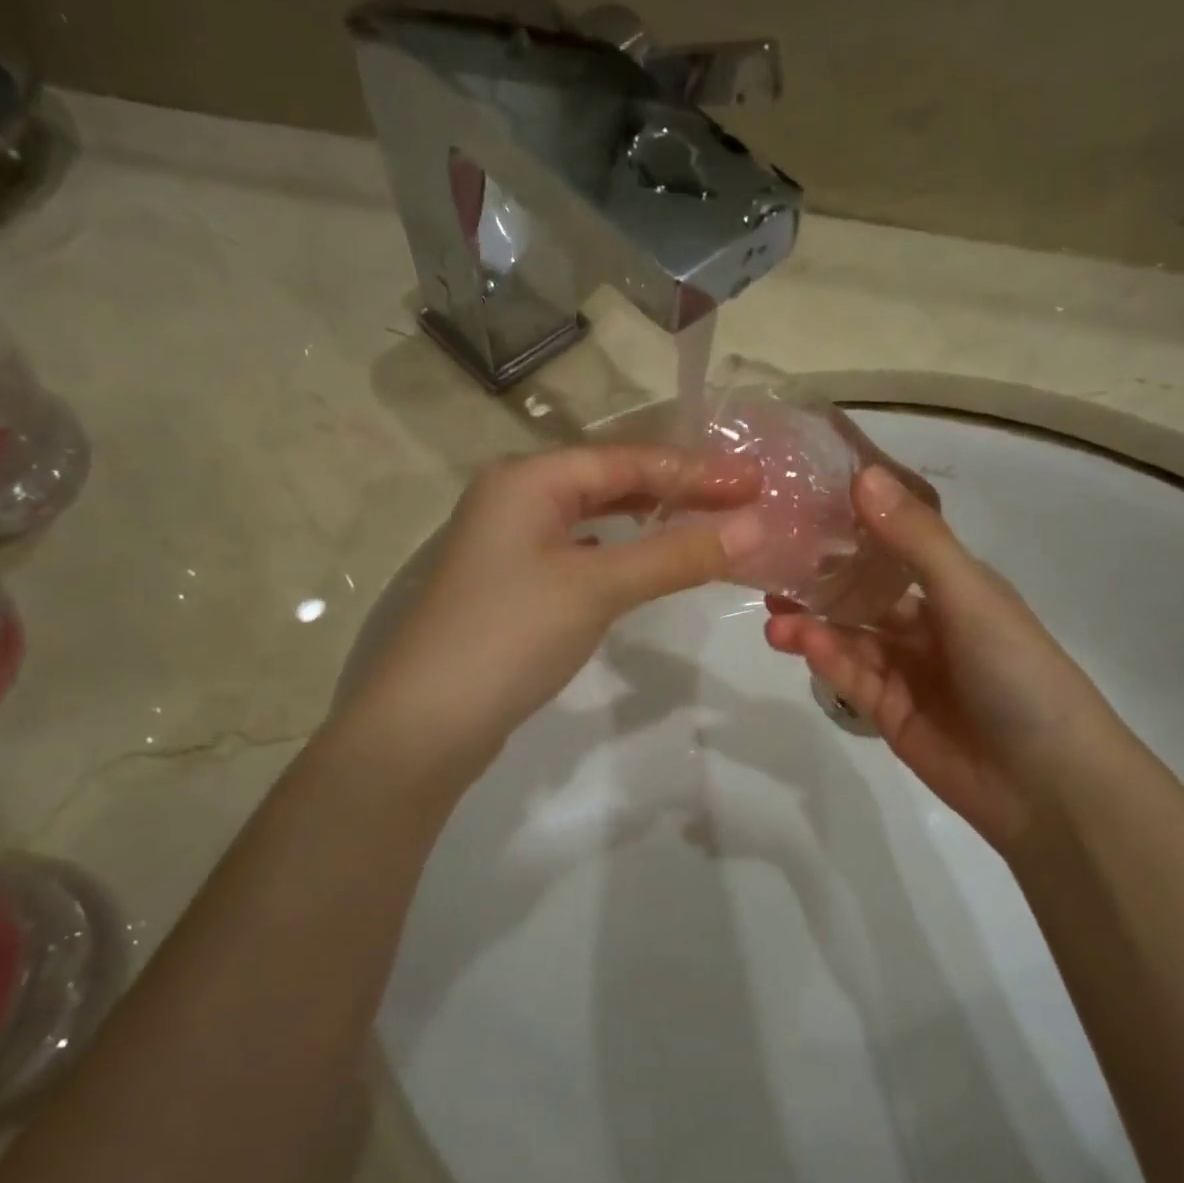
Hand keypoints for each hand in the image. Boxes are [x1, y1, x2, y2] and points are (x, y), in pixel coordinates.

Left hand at [338, 444, 762, 787]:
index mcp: (528, 479)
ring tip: (707, 524)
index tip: (756, 482)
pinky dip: (621, 554)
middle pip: (610, 483)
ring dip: (649, 522)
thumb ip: (676, 554)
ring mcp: (510, 544)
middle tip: (742, 502)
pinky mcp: (514, 585)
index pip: (626, 459)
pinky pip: (581, 554)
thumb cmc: (510, 635)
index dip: (695, 470)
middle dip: (676, 491)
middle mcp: (515, 499)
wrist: (426, 723)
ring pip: (595, 520)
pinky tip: (645, 561)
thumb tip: (758, 526)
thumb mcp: (597, 587)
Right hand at [765, 466, 1138, 851]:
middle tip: (770, 567)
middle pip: (863, 595)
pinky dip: (825, 657)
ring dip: (813, 623)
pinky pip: (850, 676)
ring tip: (772, 612)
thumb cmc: (1019, 672)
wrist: (1049, 784)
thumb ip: (914, 540)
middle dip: (820, 582)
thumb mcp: (969, 595)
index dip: (852, 529)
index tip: (802, 508)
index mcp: (955, 588)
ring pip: (849, 637)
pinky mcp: (888, 712)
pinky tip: (798, 641)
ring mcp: (907, 671)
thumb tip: (862, 475)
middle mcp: (928, 624)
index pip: (894, 547)